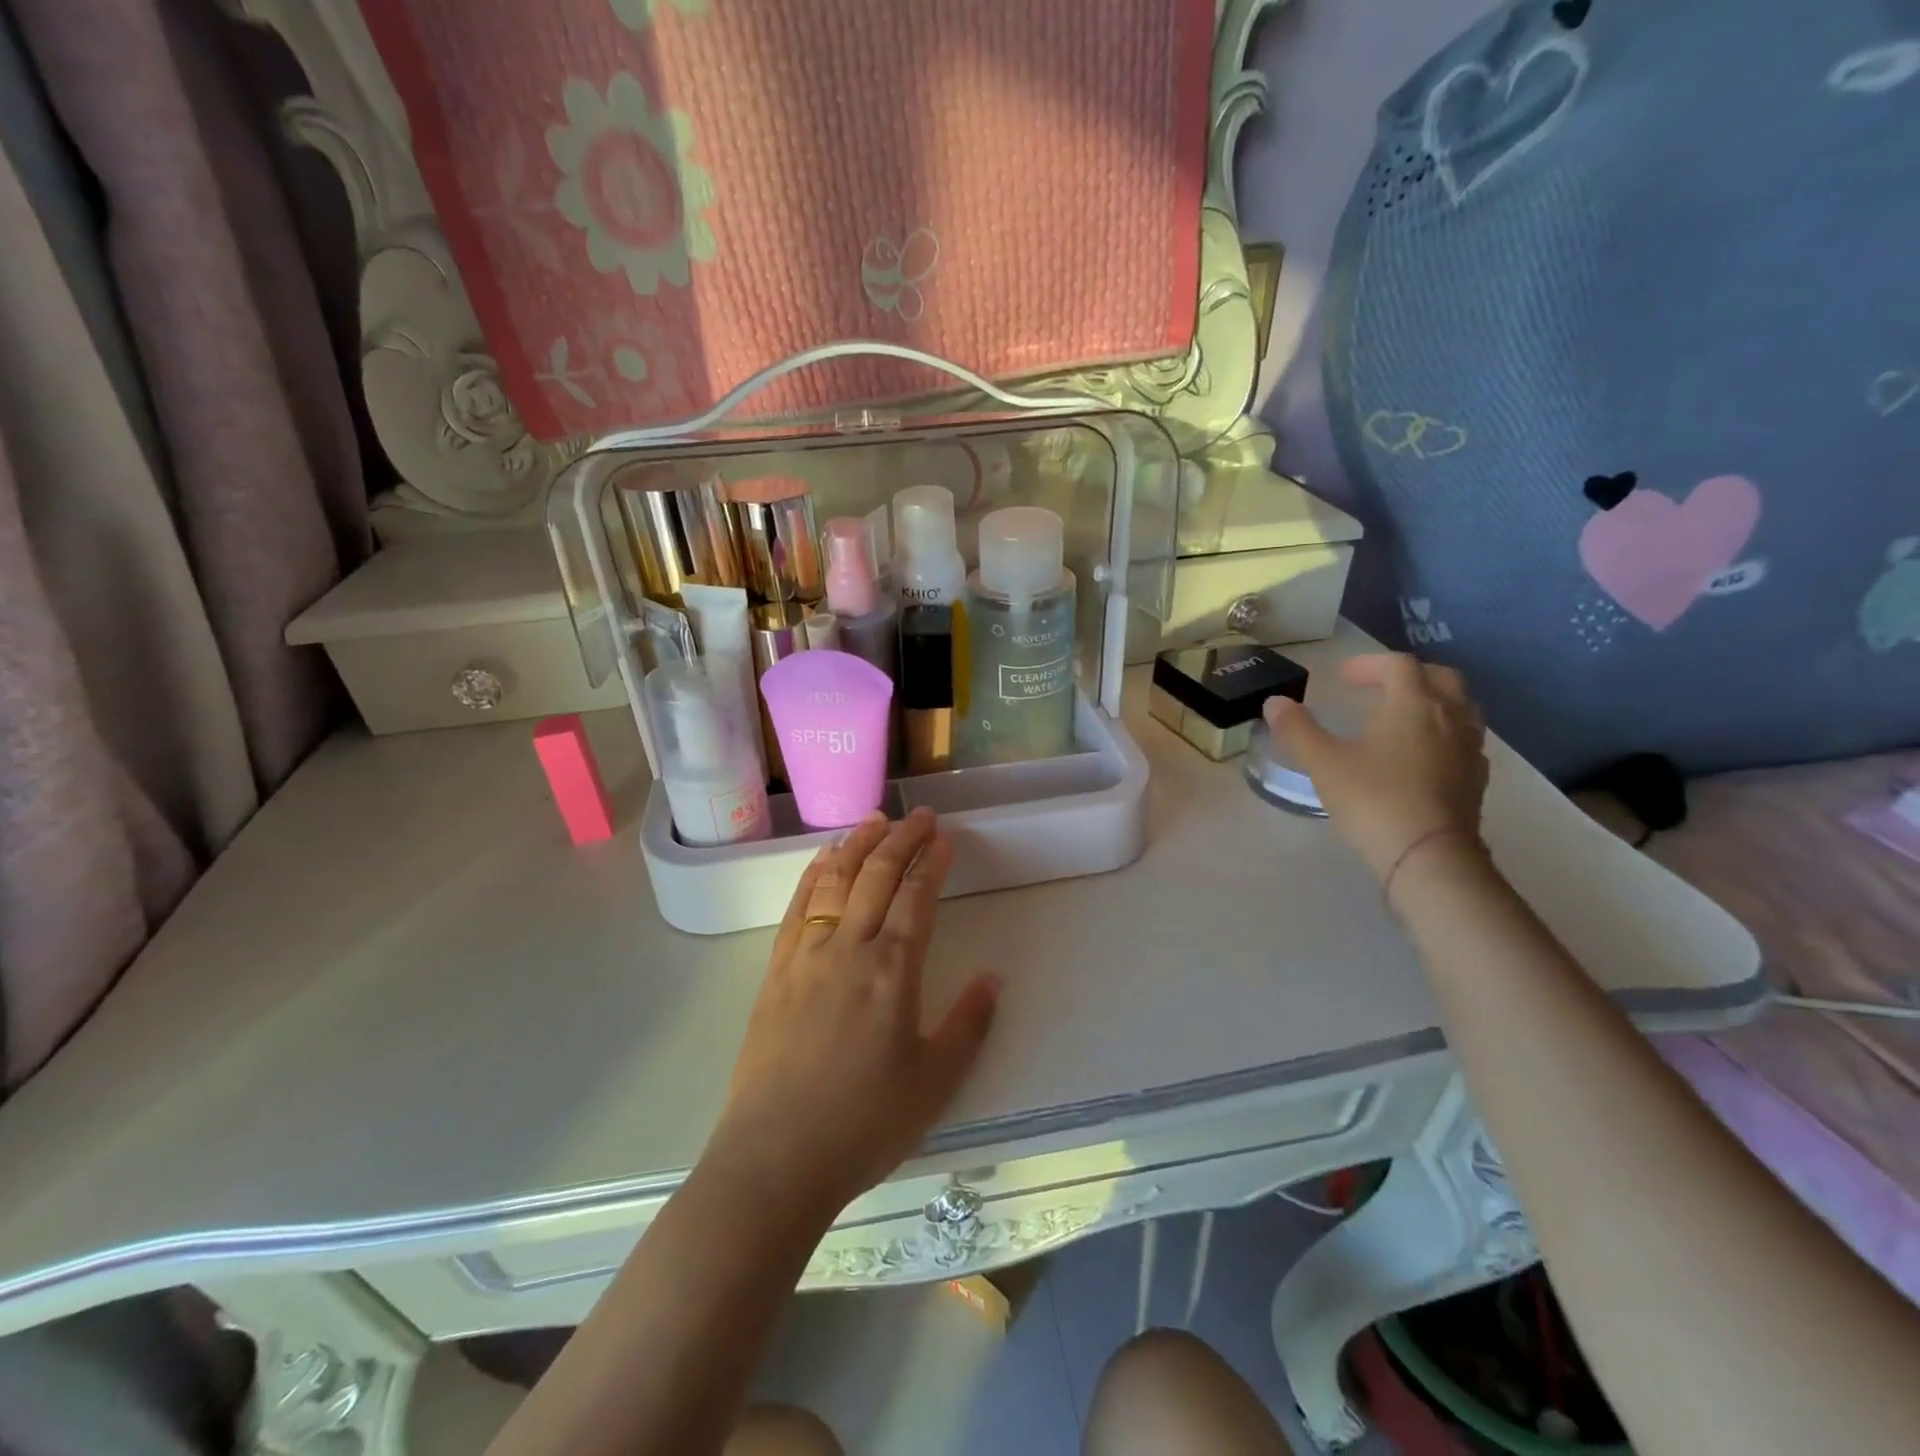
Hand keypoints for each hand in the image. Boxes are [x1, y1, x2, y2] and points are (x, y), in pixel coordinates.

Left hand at [703, 807, 999, 1219]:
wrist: (775, 1159)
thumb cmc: (864, 1124)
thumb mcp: (934, 1082)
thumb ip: (968, 1024)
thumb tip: (993, 978)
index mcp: (893, 970)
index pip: (916, 896)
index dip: (932, 862)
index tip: (944, 839)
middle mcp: (849, 948)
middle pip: (877, 875)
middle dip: (901, 838)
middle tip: (919, 814)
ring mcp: (806, 955)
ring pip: (834, 880)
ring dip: (857, 844)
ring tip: (875, 819)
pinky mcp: (775, 970)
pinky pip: (798, 907)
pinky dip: (814, 873)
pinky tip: (823, 858)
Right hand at [1262, 653, 1488, 881]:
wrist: (1428, 855)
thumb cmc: (1373, 799)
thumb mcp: (1323, 763)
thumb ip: (1298, 729)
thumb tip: (1275, 703)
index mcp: (1412, 704)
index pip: (1398, 665)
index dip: (1369, 664)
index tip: (1342, 677)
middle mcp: (1449, 717)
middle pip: (1440, 678)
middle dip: (1408, 675)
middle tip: (1378, 687)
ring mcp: (1469, 748)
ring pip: (1460, 708)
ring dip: (1432, 701)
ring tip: (1403, 716)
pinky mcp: (1476, 779)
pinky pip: (1465, 740)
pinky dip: (1443, 733)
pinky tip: (1423, 754)